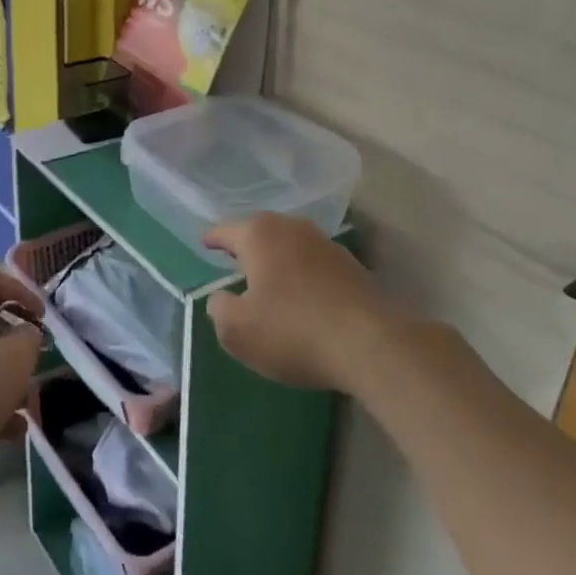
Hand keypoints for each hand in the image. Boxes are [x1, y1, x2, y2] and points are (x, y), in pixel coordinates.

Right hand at [202, 213, 399, 391]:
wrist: (372, 346)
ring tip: (268, 281)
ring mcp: (326, 244)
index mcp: (259, 234)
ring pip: (290, 247)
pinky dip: (303, 276)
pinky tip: (303, 298)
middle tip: (234, 260)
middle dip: (247, 246)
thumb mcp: (237, 330)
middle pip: (260, 233)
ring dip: (278, 261)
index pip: (225, 231)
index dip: (212, 239)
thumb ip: (219, 309)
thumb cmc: (292, 331)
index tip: (204, 243)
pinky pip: (314, 265)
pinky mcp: (352, 267)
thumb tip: (222, 299)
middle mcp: (292, 228)